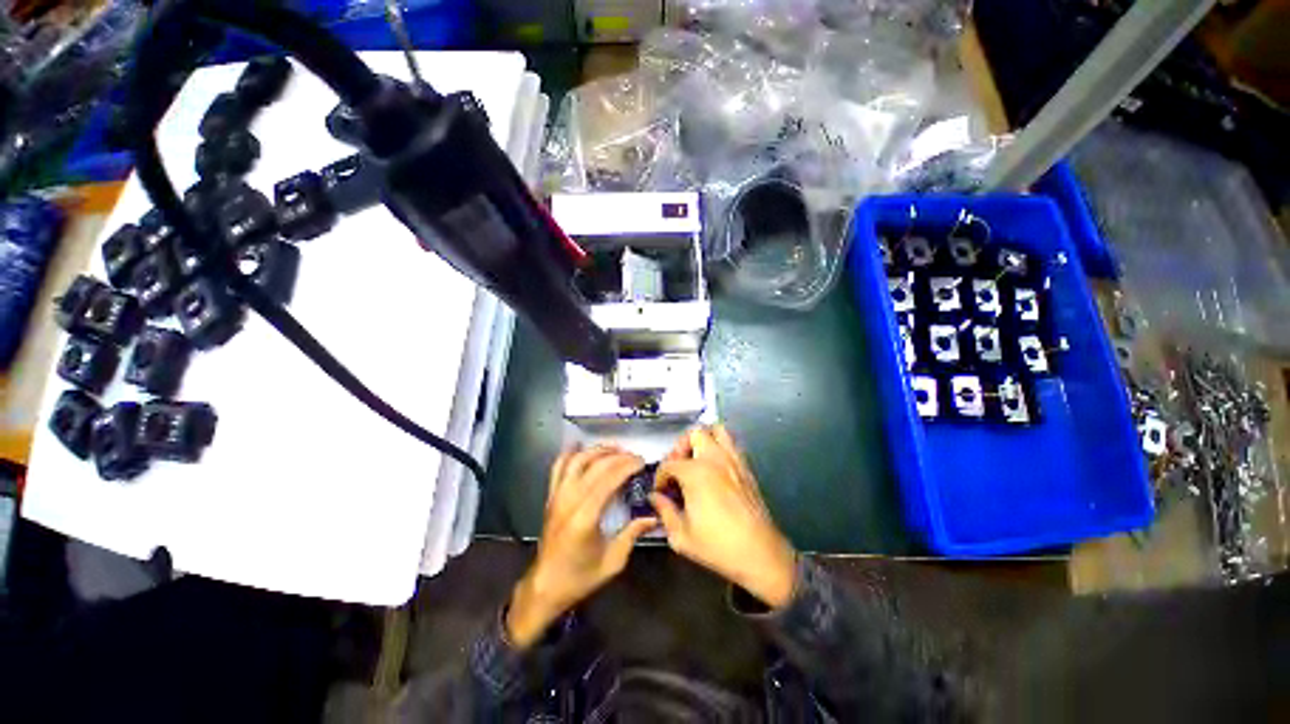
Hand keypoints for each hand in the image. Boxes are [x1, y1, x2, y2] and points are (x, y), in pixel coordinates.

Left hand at [506, 445, 656, 648]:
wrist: (545, 585)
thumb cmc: (580, 577)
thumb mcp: (613, 561)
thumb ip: (633, 534)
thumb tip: (654, 516)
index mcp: (585, 517)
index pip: (608, 479)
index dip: (626, 466)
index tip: (641, 462)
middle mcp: (569, 500)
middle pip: (596, 465)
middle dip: (618, 456)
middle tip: (634, 457)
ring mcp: (557, 495)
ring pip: (577, 460)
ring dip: (598, 450)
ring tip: (616, 449)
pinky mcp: (551, 495)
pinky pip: (559, 466)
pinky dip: (571, 453)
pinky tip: (583, 448)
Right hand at [652, 426, 796, 608]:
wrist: (760, 553)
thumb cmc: (717, 545)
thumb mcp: (681, 536)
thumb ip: (664, 511)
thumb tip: (655, 498)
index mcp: (695, 473)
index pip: (669, 464)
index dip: (660, 477)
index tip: (660, 490)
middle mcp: (714, 459)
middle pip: (694, 434)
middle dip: (681, 447)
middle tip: (678, 466)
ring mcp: (733, 460)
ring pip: (717, 430)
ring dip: (703, 439)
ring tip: (697, 459)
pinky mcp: (746, 467)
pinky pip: (731, 444)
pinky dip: (720, 447)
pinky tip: (715, 468)